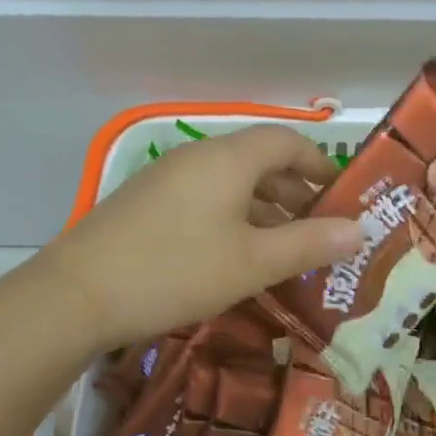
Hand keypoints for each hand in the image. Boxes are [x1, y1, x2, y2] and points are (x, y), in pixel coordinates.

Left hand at [42, 125, 363, 347]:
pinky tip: (234, 255)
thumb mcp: (252, 263)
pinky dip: (232, 216)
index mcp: (228, 158)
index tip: (341, 193)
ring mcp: (166, 178)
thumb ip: (309, 243)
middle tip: (319, 227)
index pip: (286, 140)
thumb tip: (360, 229)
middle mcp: (198, 156)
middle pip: (258, 159)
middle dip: (294, 189)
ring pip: (230, 181)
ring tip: (284, 246)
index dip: (319, 162)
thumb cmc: (176, 271)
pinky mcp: (145, 202)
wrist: (75, 295)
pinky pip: (204, 197)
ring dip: (263, 206)